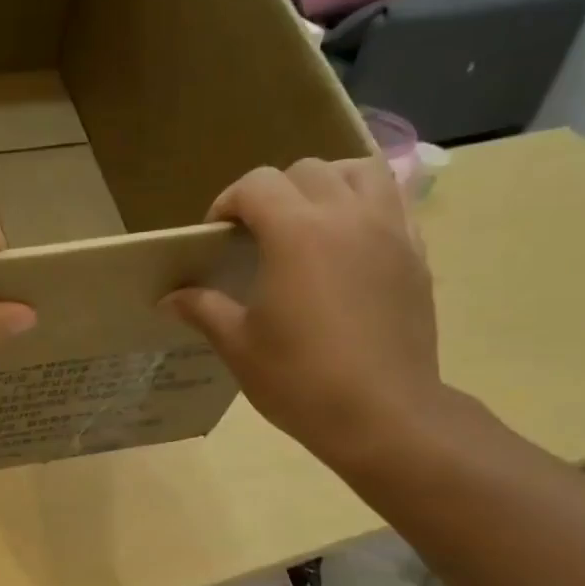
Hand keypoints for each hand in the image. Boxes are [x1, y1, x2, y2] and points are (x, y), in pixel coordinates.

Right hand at [164, 157, 444, 469]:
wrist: (381, 414)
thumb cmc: (299, 380)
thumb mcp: (239, 346)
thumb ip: (203, 309)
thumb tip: (168, 299)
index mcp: (296, 233)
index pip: (257, 185)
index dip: (228, 202)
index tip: (216, 236)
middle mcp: (346, 215)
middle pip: (307, 171)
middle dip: (274, 192)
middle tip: (257, 234)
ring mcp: (389, 230)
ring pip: (360, 172)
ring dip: (327, 184)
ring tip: (310, 221)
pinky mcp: (416, 253)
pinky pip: (393, 205)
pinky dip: (365, 208)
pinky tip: (348, 246)